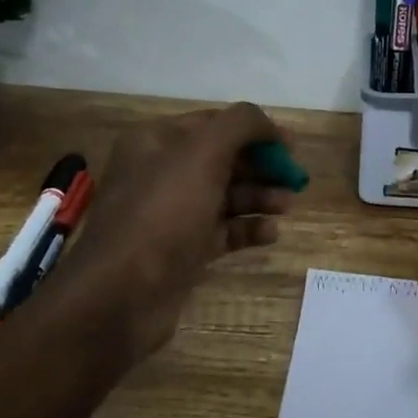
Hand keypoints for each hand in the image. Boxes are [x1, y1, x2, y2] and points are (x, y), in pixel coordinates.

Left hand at [38, 103, 294, 376]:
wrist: (121, 295)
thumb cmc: (163, 213)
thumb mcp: (203, 153)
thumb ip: (241, 125)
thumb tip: (268, 125)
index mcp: (156, 142)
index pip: (214, 123)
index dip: (256, 131)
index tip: (292, 146)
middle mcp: (160, 173)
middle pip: (223, 160)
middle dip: (261, 167)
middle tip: (295, 179)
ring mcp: (170, 215)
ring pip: (224, 197)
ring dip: (259, 197)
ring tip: (287, 206)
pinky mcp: (180, 251)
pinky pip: (221, 232)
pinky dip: (247, 229)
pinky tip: (270, 233)